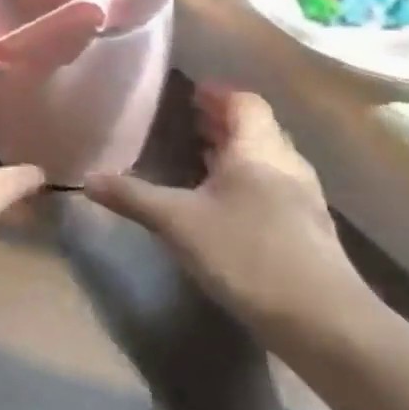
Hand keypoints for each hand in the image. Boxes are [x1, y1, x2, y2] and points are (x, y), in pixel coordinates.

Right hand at [84, 87, 367, 354]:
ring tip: (200, 155)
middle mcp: (286, 164)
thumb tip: (87, 179)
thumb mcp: (177, 223)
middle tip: (187, 118)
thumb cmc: (246, 254)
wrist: (321, 320)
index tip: (191, 90)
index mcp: (259, 150)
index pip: (245, 103)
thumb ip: (133, 197)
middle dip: (223, 121)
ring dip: (234, 151)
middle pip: (257, 128)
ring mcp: (301, 198)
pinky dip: (244, 180)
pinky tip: (222, 202)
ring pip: (265, 159)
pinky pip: (270, 187)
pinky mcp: (305, 229)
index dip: (218, 93)